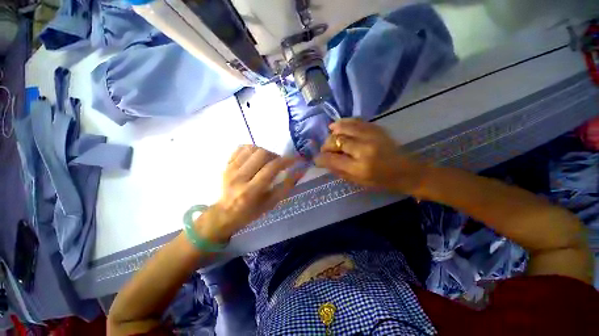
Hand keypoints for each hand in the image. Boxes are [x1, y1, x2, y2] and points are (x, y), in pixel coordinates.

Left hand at [197, 145, 304, 242]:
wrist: (225, 213)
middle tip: (279, 163)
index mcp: (251, 191)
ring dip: (265, 152)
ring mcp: (230, 169)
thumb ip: (286, 186)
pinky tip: (256, 157)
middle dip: (275, 155)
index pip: (271, 168)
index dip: (286, 160)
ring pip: (252, 149)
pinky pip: (241, 148)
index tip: (296, 159)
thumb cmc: (251, 212)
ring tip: (268, 160)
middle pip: (261, 154)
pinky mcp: (226, 165)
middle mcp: (239, 177)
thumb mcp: (271, 203)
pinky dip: (252, 149)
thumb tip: (300, 171)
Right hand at [314, 119, 427, 194]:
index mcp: (359, 167)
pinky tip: (338, 125)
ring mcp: (371, 136)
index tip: (317, 159)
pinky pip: (356, 121)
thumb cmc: (381, 181)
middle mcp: (364, 149)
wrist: (406, 171)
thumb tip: (323, 161)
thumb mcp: (357, 182)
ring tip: (330, 134)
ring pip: (344, 127)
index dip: (321, 158)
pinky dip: (344, 122)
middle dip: (326, 145)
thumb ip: (338, 171)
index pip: (332, 159)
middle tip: (325, 150)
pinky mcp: (377, 129)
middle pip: (336, 141)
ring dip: (333, 131)